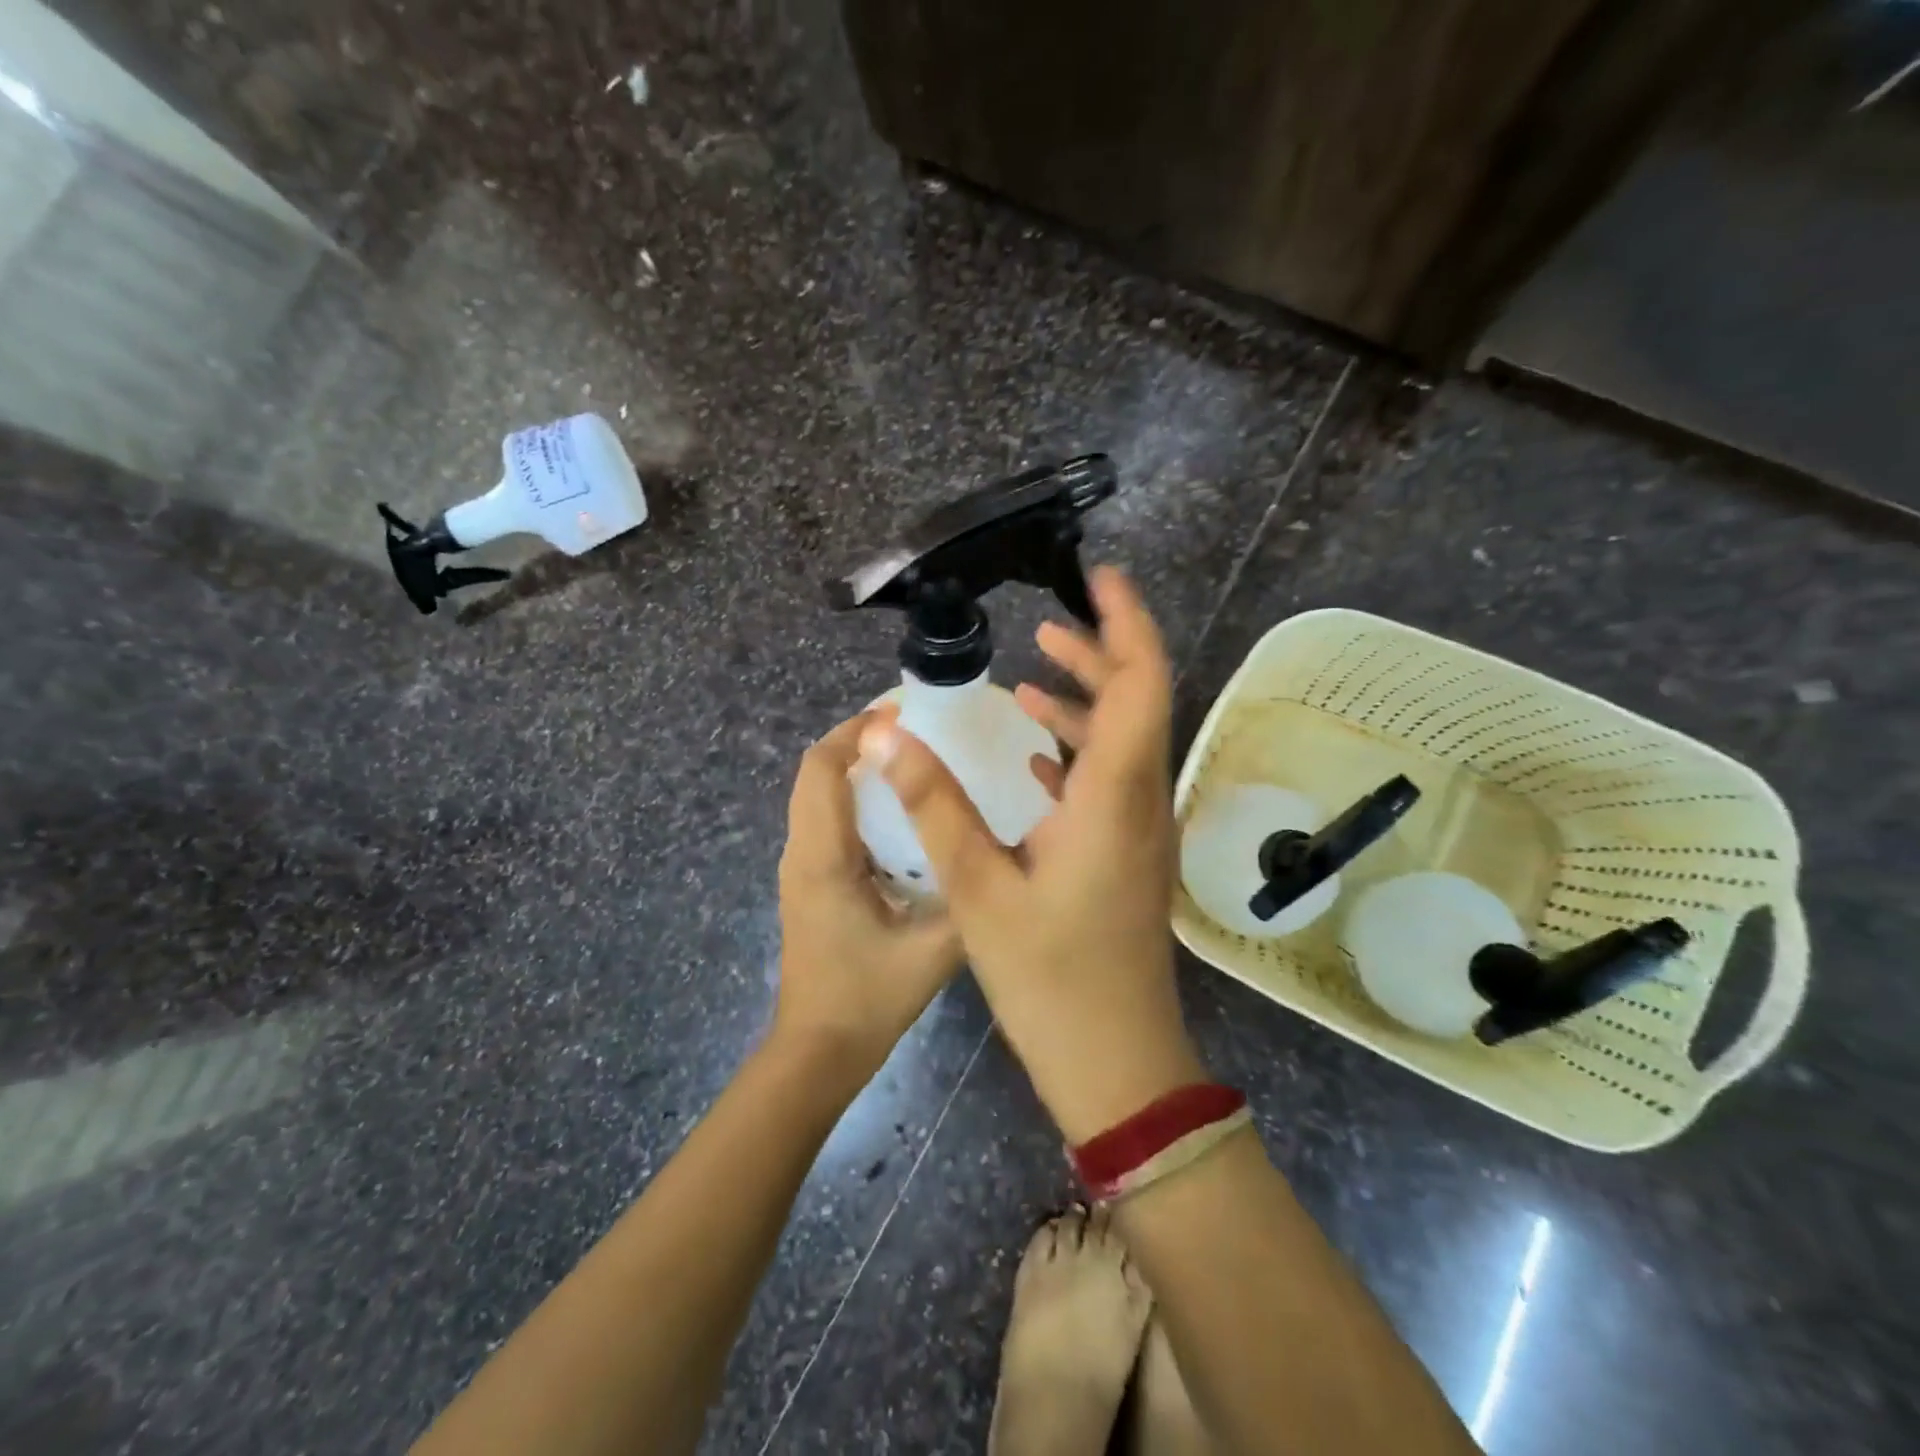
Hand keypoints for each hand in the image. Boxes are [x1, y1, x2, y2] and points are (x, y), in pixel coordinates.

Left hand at [773, 710, 964, 1085]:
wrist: (817, 1052)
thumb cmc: (868, 1000)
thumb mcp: (933, 951)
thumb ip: (968, 897)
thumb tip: (1006, 850)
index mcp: (824, 856)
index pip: (823, 768)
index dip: (856, 731)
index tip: (903, 713)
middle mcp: (802, 851)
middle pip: (815, 772)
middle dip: (857, 740)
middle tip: (916, 731)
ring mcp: (800, 867)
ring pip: (817, 794)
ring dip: (855, 767)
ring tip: (912, 761)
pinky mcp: (809, 882)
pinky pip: (825, 819)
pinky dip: (854, 797)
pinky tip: (900, 813)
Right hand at [855, 568, 1204, 1141]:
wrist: (1116, 1063)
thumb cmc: (1050, 979)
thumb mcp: (979, 889)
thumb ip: (936, 804)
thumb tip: (889, 733)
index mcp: (1116, 797)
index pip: (1141, 683)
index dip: (1126, 623)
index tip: (1101, 576)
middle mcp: (1141, 802)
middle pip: (1136, 703)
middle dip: (1098, 654)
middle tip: (1046, 626)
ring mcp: (1139, 831)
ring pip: (1122, 743)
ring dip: (1084, 704)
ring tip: (1032, 676)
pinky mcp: (1127, 856)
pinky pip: (1110, 782)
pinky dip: (1078, 752)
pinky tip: (1035, 757)